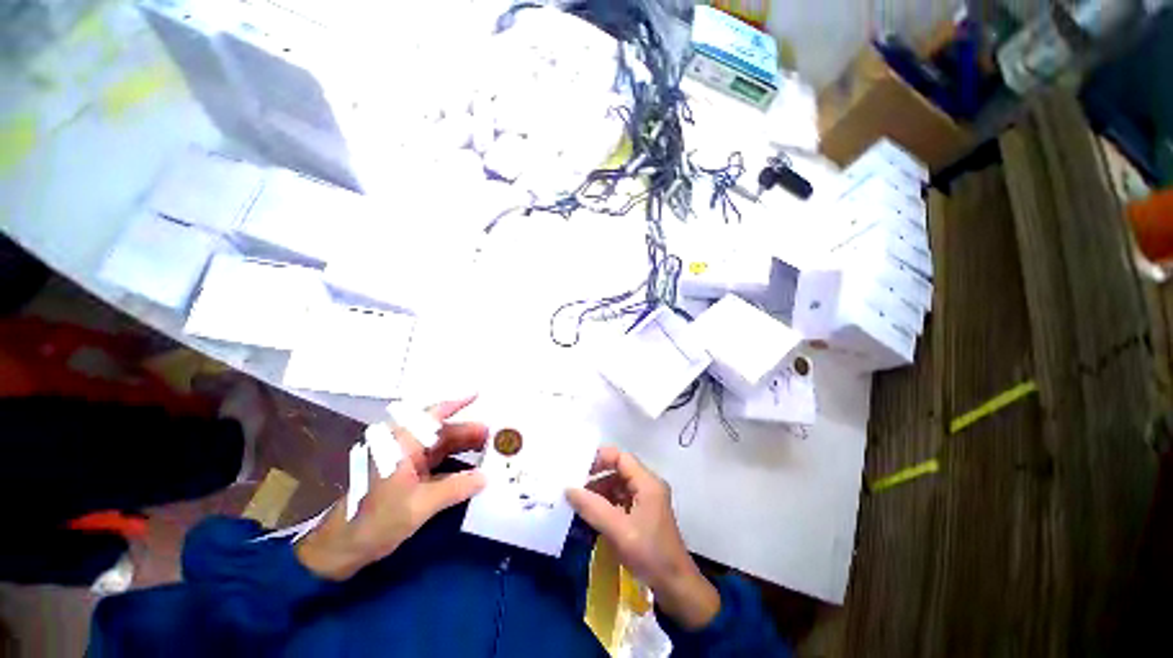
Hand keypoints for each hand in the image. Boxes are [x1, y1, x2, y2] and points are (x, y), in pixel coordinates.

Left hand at [296, 398, 487, 580]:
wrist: (342, 549)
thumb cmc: (377, 520)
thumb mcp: (420, 505)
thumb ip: (455, 488)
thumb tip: (485, 477)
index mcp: (402, 445)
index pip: (432, 416)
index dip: (456, 403)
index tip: (477, 394)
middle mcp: (405, 448)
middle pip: (442, 432)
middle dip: (468, 431)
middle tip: (495, 434)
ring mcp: (406, 463)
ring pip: (441, 447)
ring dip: (464, 447)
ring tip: (489, 449)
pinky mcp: (408, 477)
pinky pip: (438, 463)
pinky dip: (455, 463)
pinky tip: (472, 469)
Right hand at [566, 446, 719, 629]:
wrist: (676, 588)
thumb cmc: (650, 555)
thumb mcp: (619, 531)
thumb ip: (593, 508)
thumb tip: (568, 489)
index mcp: (648, 483)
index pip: (621, 457)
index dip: (600, 458)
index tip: (579, 469)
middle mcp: (649, 486)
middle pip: (620, 469)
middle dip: (597, 476)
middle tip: (575, 486)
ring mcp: (648, 500)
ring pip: (620, 485)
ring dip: (601, 491)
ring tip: (580, 502)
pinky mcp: (645, 514)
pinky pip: (623, 500)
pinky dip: (608, 503)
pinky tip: (594, 515)